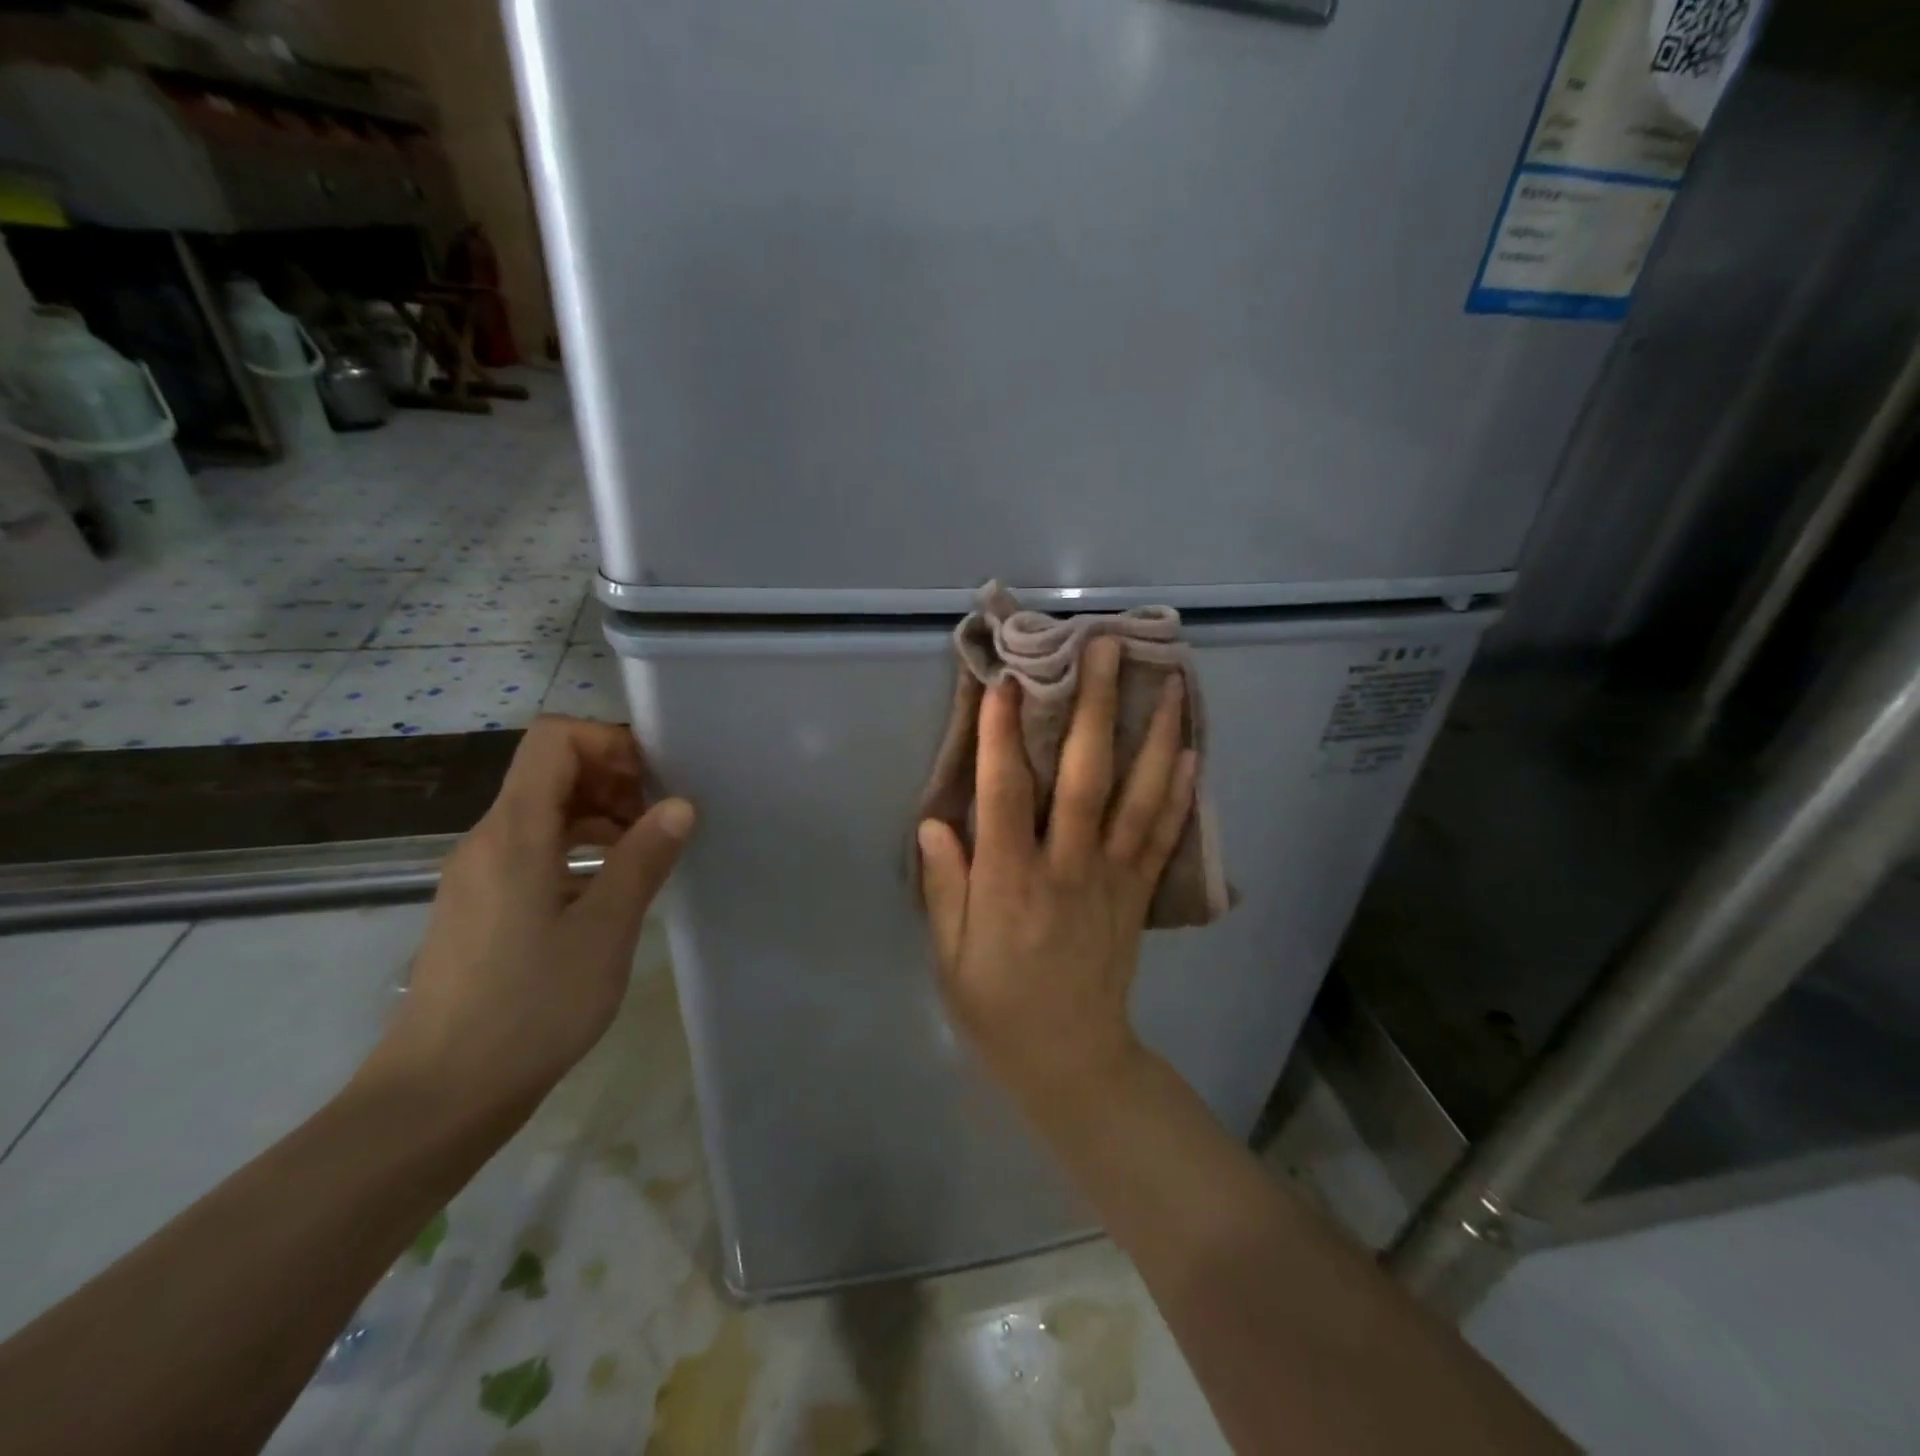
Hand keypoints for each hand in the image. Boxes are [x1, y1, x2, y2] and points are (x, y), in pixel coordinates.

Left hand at [369, 716, 694, 1114]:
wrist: (440, 1094)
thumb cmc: (531, 1007)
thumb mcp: (605, 930)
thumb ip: (644, 858)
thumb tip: (680, 803)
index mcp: (514, 833)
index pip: (553, 740)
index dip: (608, 742)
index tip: (655, 779)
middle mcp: (487, 840)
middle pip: (549, 770)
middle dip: (612, 777)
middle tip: (660, 819)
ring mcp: (477, 873)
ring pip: (542, 810)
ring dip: (597, 814)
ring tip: (644, 852)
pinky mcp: (479, 904)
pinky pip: (531, 847)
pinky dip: (576, 846)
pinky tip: (607, 887)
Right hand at [918, 638, 1196, 1116]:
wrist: (1071, 1059)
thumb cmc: (996, 1005)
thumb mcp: (949, 955)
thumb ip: (944, 885)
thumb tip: (935, 820)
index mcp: (1010, 883)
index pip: (1004, 794)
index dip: (1002, 735)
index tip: (1006, 680)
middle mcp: (1067, 868)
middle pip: (1084, 777)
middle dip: (1093, 707)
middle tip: (1105, 648)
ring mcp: (1112, 878)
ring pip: (1138, 796)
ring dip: (1154, 735)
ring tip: (1169, 682)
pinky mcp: (1138, 892)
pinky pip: (1163, 834)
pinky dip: (1179, 789)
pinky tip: (1191, 748)